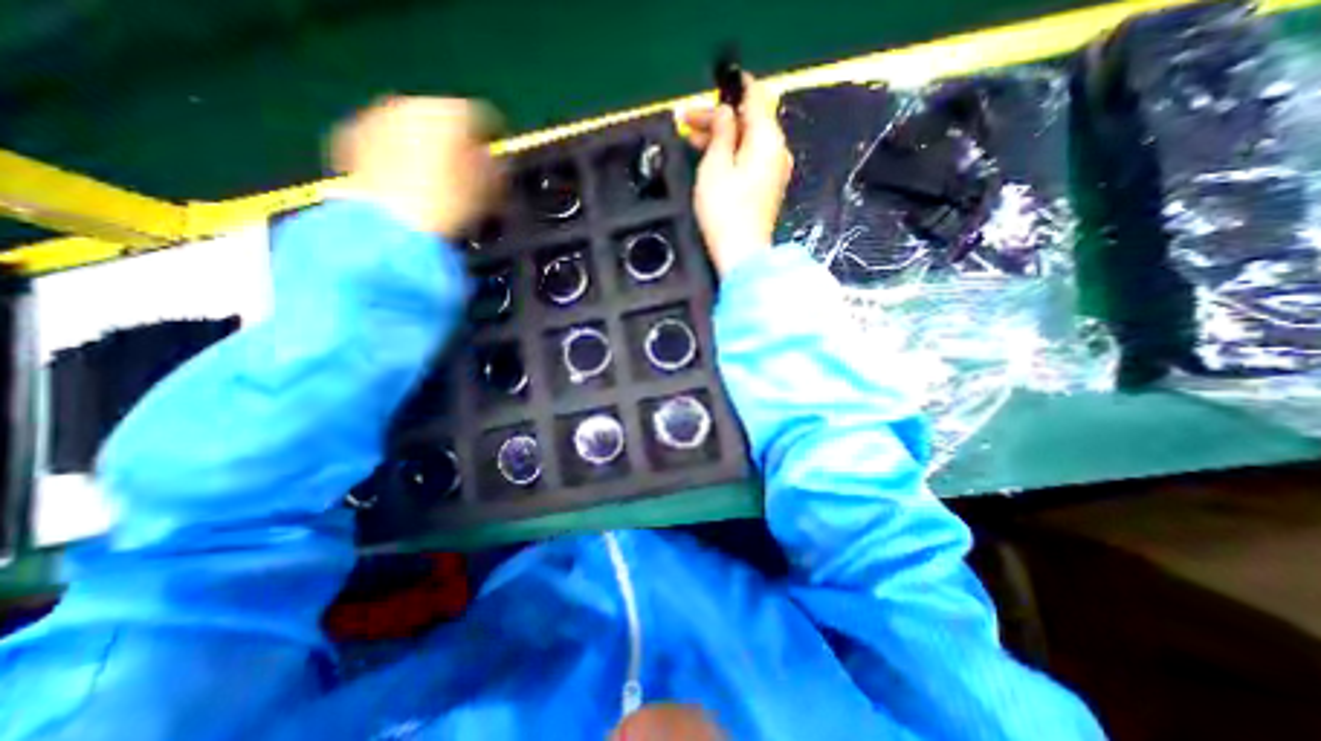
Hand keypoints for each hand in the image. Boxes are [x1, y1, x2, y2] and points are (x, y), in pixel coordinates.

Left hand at [331, 97, 505, 235]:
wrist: (395, 225)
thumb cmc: (454, 206)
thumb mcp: (493, 192)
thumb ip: (498, 171)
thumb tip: (496, 165)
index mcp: (454, 113)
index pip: (485, 119)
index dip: (494, 144)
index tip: (499, 165)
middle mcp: (414, 104)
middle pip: (444, 121)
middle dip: (456, 145)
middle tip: (467, 174)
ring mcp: (378, 117)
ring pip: (412, 130)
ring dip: (425, 151)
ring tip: (436, 183)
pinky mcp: (351, 137)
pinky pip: (385, 144)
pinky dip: (398, 159)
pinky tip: (407, 186)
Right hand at [681, 74, 791, 275]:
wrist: (742, 254)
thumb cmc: (725, 212)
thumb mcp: (715, 166)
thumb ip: (722, 132)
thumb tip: (726, 112)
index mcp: (767, 140)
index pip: (756, 97)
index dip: (734, 88)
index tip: (714, 84)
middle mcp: (777, 151)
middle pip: (750, 121)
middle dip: (720, 118)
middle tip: (688, 121)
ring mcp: (774, 172)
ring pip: (748, 141)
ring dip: (722, 137)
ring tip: (692, 139)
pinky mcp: (767, 188)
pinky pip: (750, 160)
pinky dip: (731, 154)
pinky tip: (710, 159)